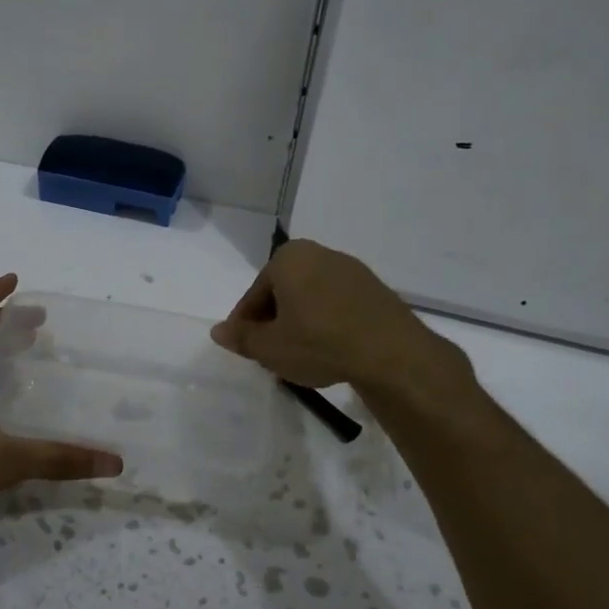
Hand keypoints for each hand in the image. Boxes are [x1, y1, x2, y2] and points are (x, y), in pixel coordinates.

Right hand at [211, 239, 431, 389]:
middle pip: (284, 291)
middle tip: (271, 353)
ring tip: (300, 355)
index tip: (245, 348)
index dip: (246, 324)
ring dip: (301, 322)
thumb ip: (241, 338)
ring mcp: (351, 270)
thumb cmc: (318, 342)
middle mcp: (319, 253)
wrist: (391, 353)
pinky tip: (330, 349)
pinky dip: (328, 323)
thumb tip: (218, 331)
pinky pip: (338, 305)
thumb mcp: (270, 347)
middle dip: (275, 320)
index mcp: (288, 258)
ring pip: (311, 298)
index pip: (255, 294)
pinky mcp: (375, 290)